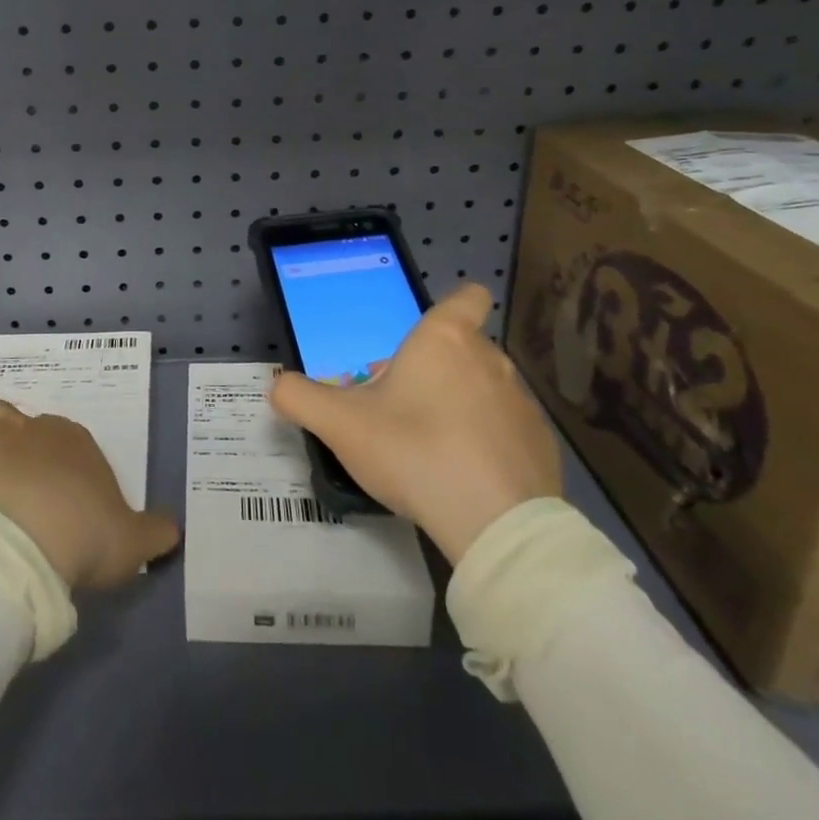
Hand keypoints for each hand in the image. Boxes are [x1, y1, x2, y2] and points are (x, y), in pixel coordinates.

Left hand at [0, 397, 179, 589]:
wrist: (22, 547)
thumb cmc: (80, 535)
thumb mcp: (131, 540)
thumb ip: (153, 531)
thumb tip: (173, 532)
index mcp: (65, 439)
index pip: (53, 435)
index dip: (46, 462)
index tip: (45, 498)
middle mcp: (18, 427)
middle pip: (0, 414)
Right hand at [268, 283, 562, 563]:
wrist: (495, 522)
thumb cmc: (413, 451)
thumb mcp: (339, 424)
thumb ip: (300, 397)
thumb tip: (277, 386)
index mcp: (444, 340)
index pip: (466, 297)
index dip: (453, 306)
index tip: (427, 335)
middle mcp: (490, 360)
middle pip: (462, 348)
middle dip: (432, 369)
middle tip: (399, 406)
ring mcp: (521, 403)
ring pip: (483, 389)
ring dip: (458, 405)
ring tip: (429, 446)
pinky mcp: (541, 445)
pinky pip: (505, 430)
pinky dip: (485, 442)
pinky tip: (463, 475)